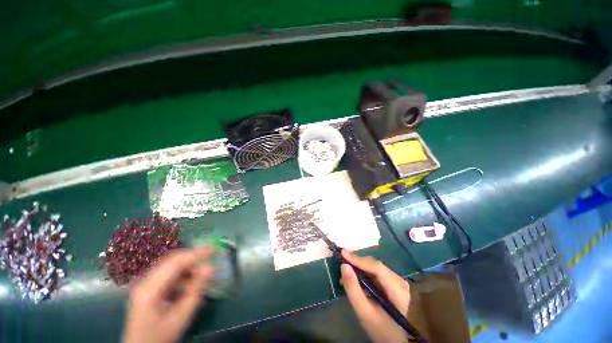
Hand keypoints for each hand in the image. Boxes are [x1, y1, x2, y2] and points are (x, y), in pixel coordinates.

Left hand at [123, 248, 214, 342]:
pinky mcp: (149, 287)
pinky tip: (192, 282)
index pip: (176, 262)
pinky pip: (169, 274)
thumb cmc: (161, 336)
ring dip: (190, 266)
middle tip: (212, 257)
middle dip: (194, 258)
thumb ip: (196, 290)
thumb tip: (211, 267)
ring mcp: (146, 283)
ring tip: (205, 272)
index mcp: (150, 288)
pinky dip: (184, 274)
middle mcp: (145, 281)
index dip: (197, 253)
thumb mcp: (181, 316)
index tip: (215, 249)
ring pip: (172, 265)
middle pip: (173, 260)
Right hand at [340, 250, 410, 342]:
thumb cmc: (379, 328)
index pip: (376, 267)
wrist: (392, 338)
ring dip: (359, 266)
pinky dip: (363, 271)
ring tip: (346, 271)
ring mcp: (397, 280)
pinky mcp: (392, 281)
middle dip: (357, 262)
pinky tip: (355, 276)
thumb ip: (353, 288)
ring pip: (374, 265)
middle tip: (342, 262)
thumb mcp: (363, 311)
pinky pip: (375, 270)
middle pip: (375, 264)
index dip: (359, 259)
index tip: (343, 253)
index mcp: (397, 289)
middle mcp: (399, 280)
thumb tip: (344, 265)